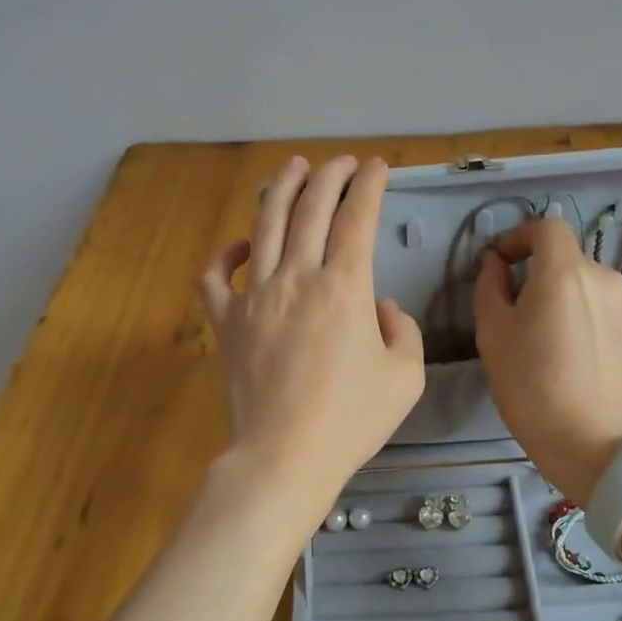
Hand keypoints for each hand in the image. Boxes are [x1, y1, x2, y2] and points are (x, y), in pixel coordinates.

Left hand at [200, 156, 424, 520]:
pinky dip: (225, 254)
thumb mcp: (405, 378)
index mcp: (345, 287)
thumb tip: (378, 306)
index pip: (357, 217)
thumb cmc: (350, 421)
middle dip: (330, 176)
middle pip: (311, 208)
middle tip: (342, 162)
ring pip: (264, 226)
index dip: (369, 185)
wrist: (284, 457)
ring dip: (281, 190)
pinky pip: (216, 277)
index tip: (378, 167)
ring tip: (294, 167)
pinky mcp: (226, 321)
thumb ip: (401, 330)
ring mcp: (255, 296)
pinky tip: (240, 245)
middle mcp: (298, 278)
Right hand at [473, 217, 621, 501]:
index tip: (508, 263)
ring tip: (573, 346)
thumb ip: (490, 286)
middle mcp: (609, 276)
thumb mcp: (492, 336)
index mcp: (564, 273)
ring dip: (585, 304)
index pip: (547, 227)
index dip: (523, 238)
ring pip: (602, 290)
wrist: (593, 444)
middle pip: (574, 264)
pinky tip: (603, 357)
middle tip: (536, 323)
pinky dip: (612, 324)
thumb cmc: (531, 389)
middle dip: (551, 283)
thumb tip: (496, 262)